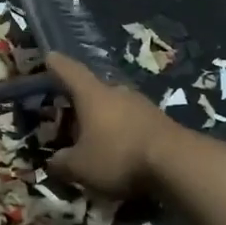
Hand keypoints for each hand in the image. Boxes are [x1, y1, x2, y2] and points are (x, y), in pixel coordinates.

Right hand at [46, 53, 179, 198]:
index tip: (49, 57)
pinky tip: (119, 149)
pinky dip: (121, 131)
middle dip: (79, 101)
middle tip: (67, 115)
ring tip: (93, 137)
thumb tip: (54, 162)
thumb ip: (61, 163)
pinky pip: (132, 121)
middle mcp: (117, 92)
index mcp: (92, 95)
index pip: (69, 72)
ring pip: (114, 106)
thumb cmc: (118, 156)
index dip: (56, 65)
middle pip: (93, 90)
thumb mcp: (80, 167)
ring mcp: (142, 105)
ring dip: (102, 118)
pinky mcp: (159, 121)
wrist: (176, 163)